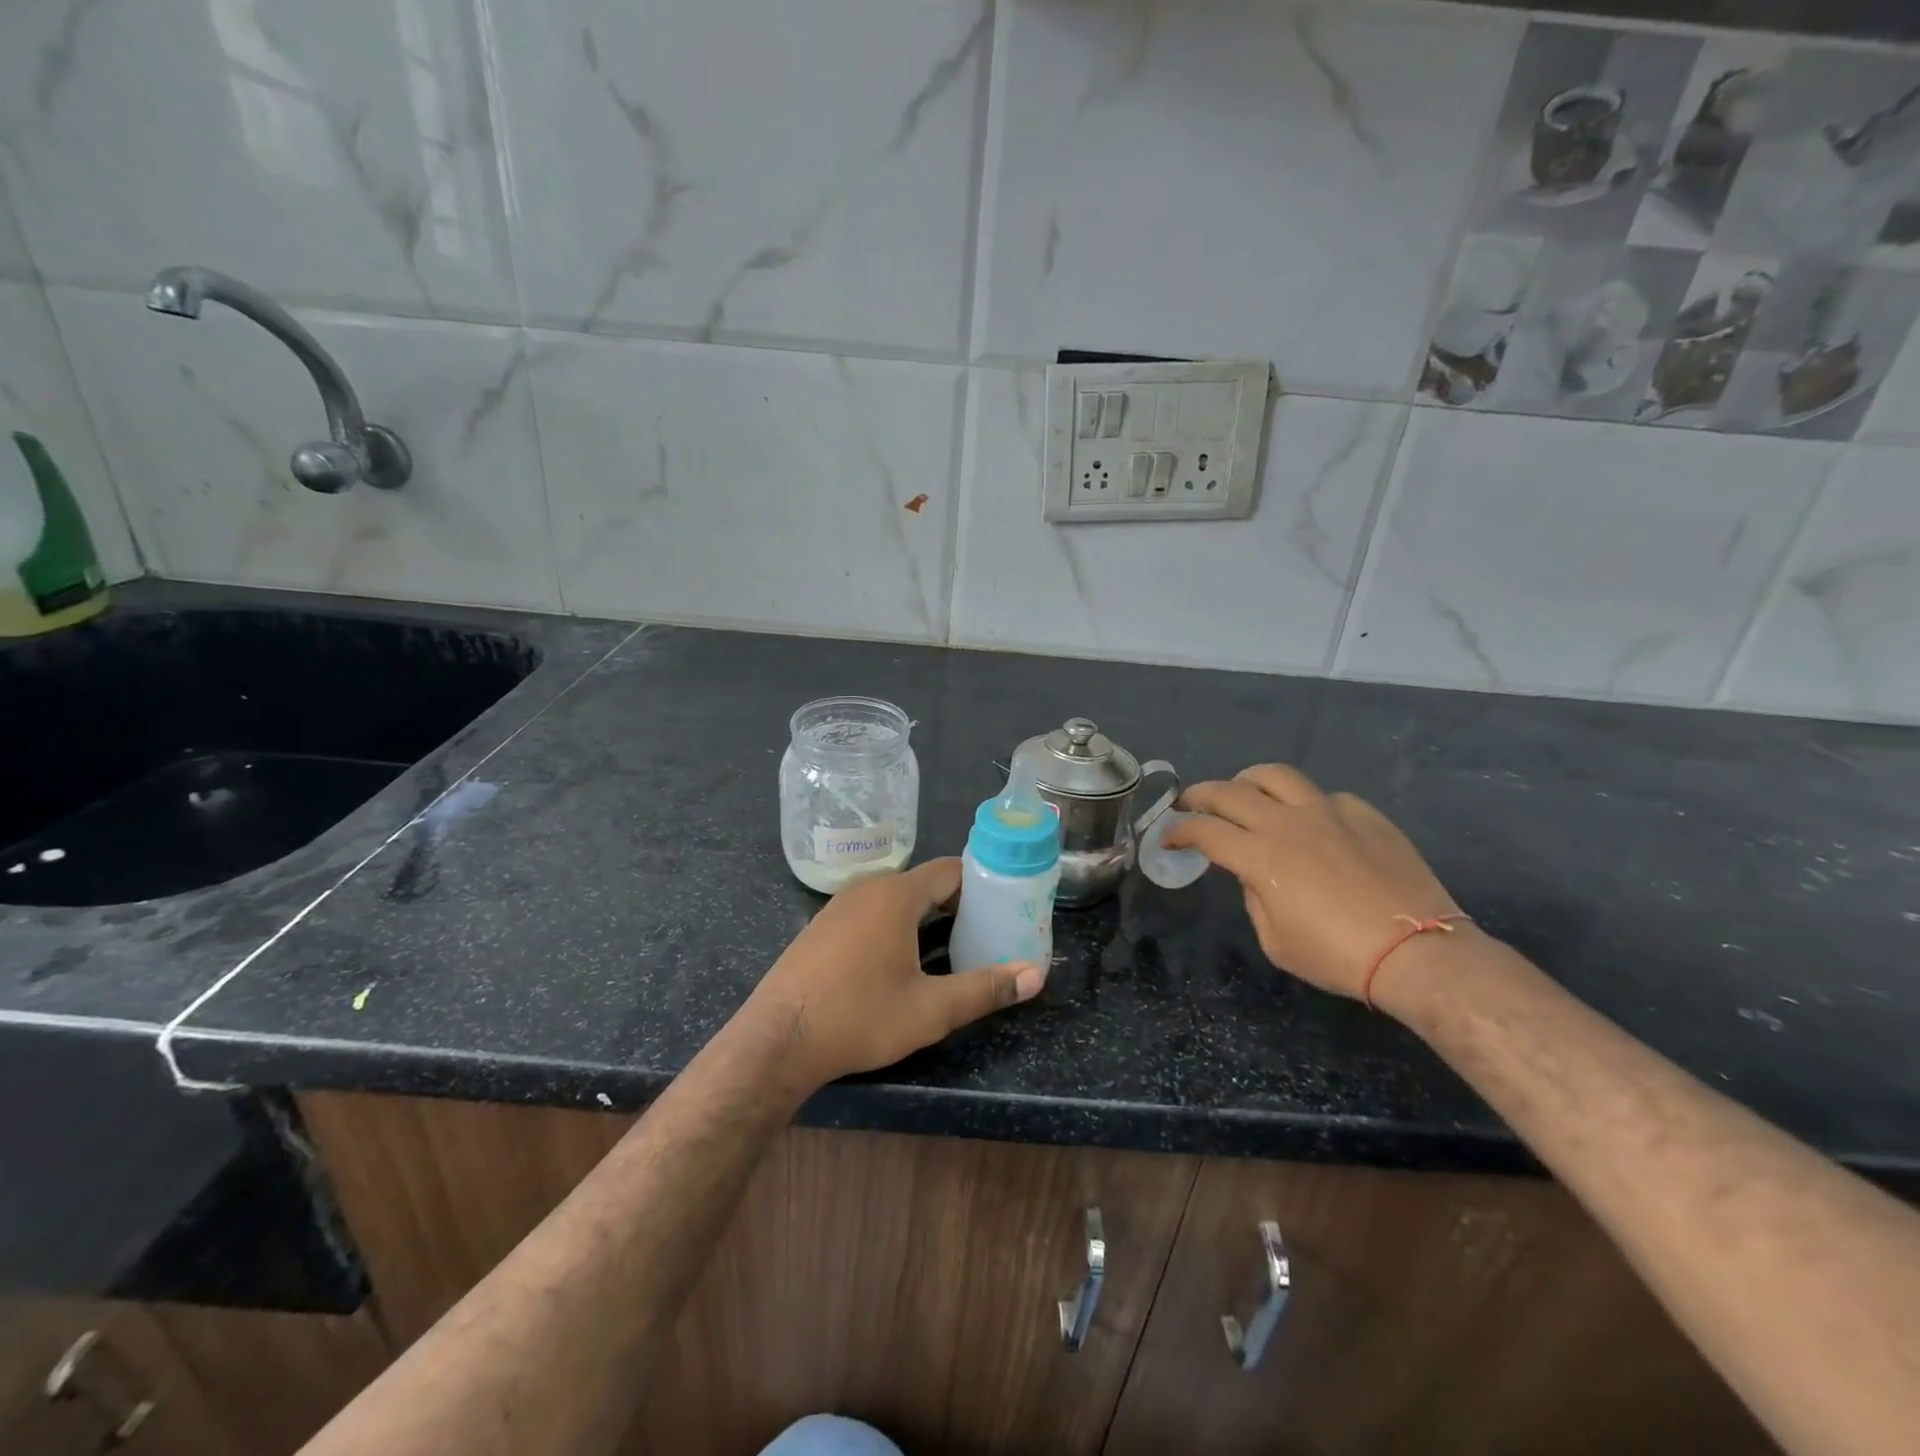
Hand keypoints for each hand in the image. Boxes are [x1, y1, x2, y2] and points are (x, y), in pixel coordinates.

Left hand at [742, 859, 1042, 1087]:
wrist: (776, 1040)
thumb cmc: (858, 1017)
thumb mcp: (930, 1010)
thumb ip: (984, 988)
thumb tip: (1036, 974)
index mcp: (896, 895)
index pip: (951, 870)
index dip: (982, 884)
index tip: (1006, 907)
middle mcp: (868, 888)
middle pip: (925, 884)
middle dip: (958, 905)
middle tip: (986, 935)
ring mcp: (839, 906)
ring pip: (896, 900)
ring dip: (926, 919)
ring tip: (953, 950)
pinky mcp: (822, 928)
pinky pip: (871, 914)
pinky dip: (895, 927)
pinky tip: (902, 963)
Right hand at [1164, 765, 1463, 1000]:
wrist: (1418, 953)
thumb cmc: (1337, 956)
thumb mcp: (1275, 940)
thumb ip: (1254, 898)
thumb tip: (1254, 875)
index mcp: (1259, 856)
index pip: (1204, 831)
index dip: (1178, 830)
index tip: (1168, 837)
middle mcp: (1287, 823)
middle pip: (1229, 792)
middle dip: (1199, 795)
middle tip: (1189, 803)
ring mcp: (1329, 812)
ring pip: (1276, 775)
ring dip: (1247, 781)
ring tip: (1242, 791)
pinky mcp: (1365, 814)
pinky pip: (1325, 796)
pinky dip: (1305, 804)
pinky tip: (1311, 822)